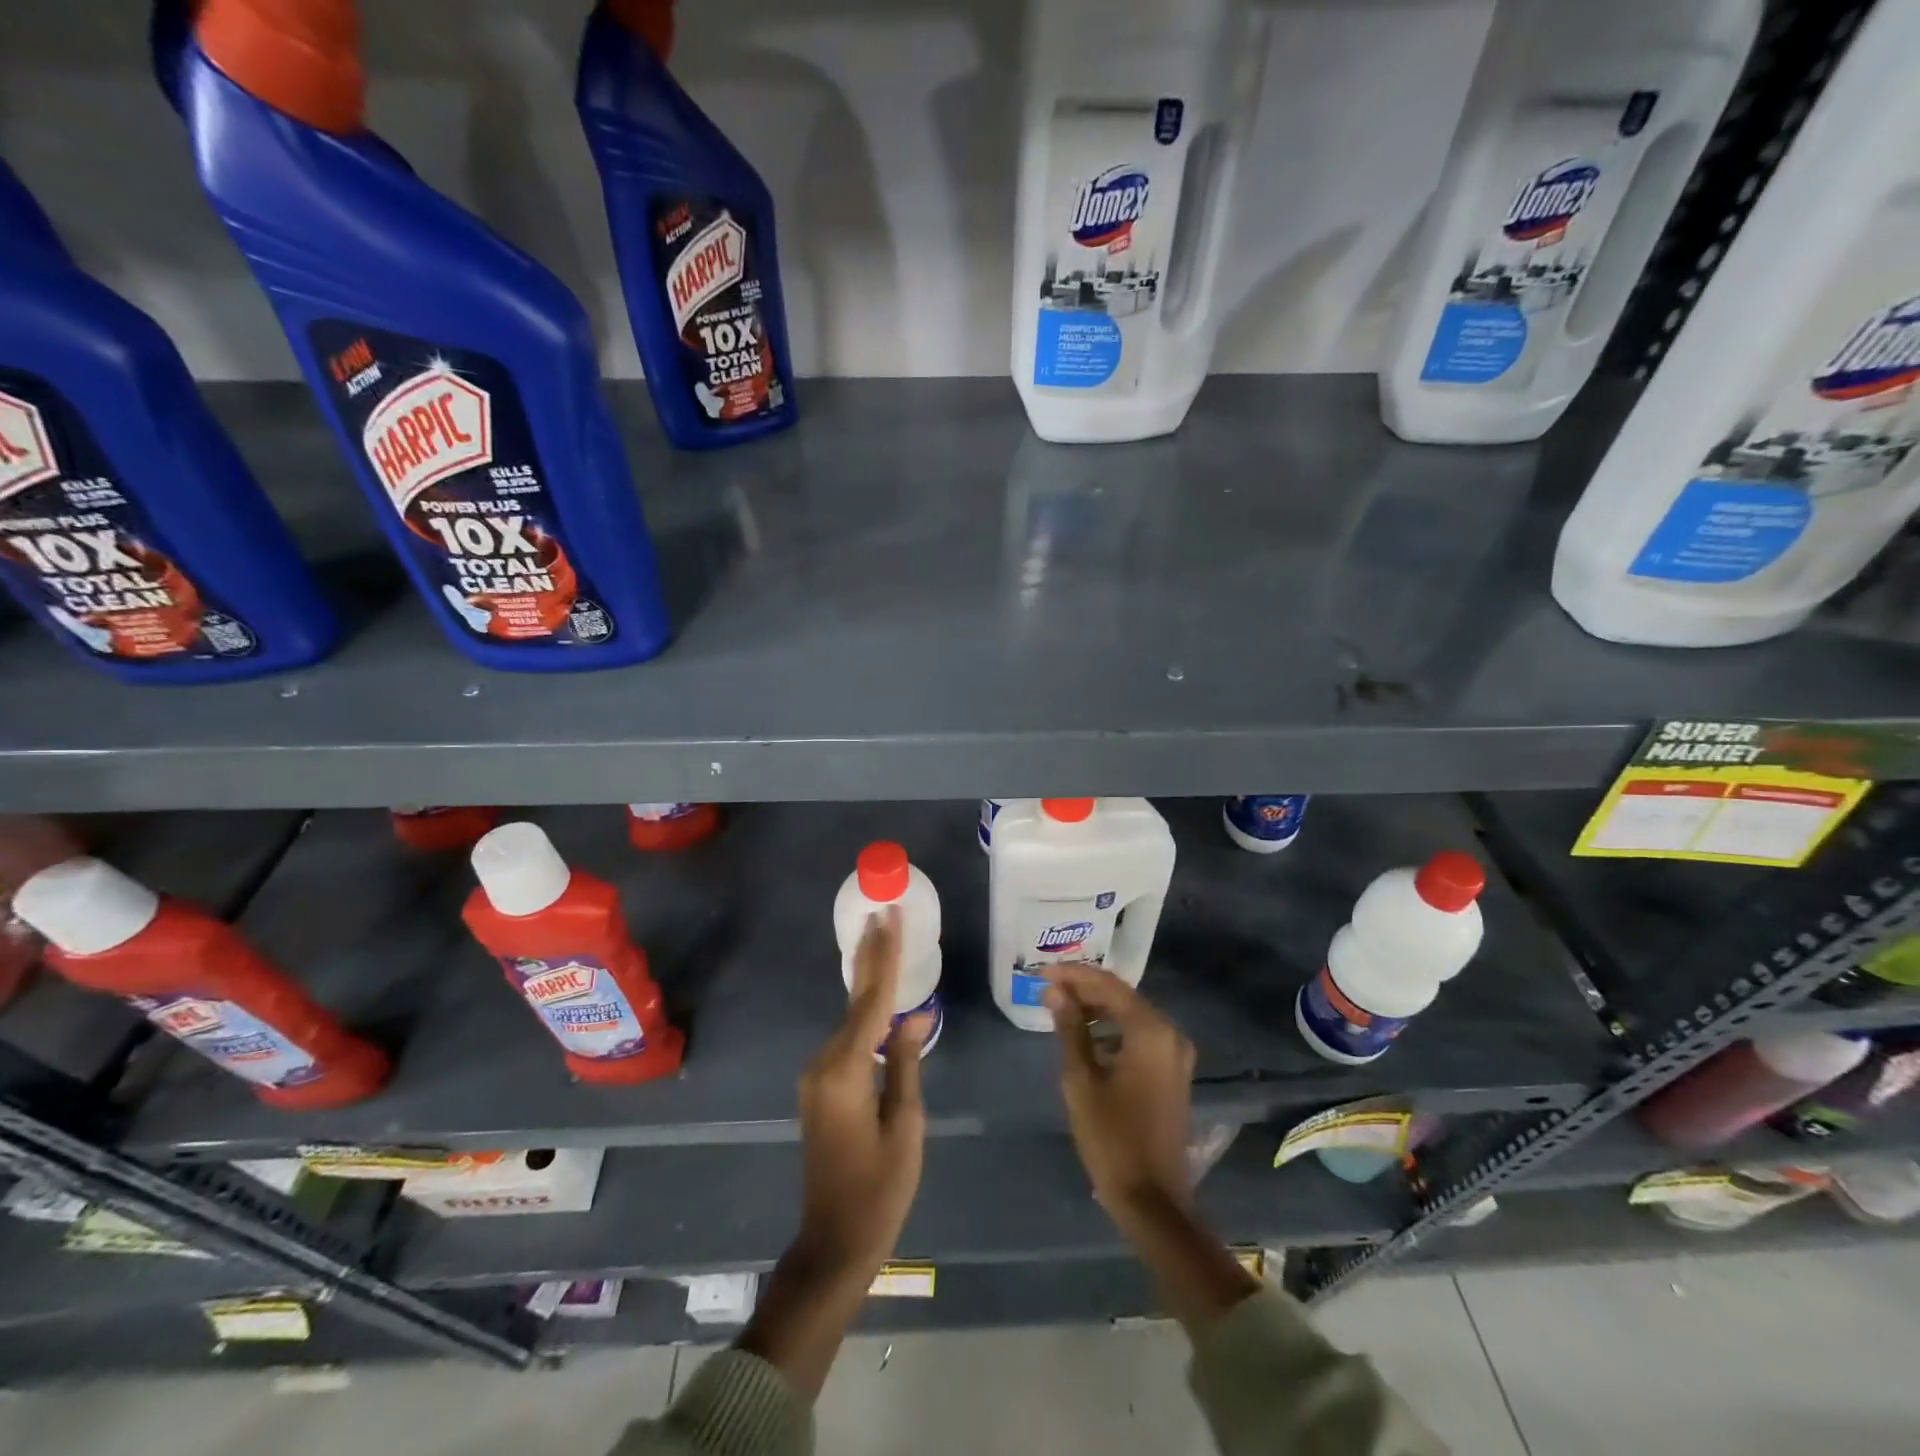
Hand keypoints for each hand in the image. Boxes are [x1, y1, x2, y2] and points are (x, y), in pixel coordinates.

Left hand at [794, 905, 931, 1276]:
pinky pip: (848, 1037)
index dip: (885, 957)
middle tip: (881, 913)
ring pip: (851, 1017)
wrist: (833, 1241)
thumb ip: (906, 1063)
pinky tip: (878, 995)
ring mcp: (817, 1075)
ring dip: (869, 980)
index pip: (872, 1000)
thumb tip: (914, 1016)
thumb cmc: (879, 1189)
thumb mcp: (906, 1125)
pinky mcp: (820, 1086)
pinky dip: (865, 1011)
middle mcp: (824, 1063)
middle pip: (854, 999)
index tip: (889, 918)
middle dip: (870, 955)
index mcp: (847, 1070)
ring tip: (885, 940)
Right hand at [1043, 961, 1194, 1217]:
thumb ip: (1070, 1029)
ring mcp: (1176, 1054)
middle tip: (1047, 990)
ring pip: (1131, 1015)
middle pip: (1122, 997)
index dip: (1073, 975)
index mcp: (1151, 1030)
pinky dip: (1113, 1030)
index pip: (1108, 985)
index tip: (1042, 973)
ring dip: (1097, 1010)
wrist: (1152, 1200)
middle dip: (1084, 990)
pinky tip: (1086, 1036)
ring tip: (1060, 1009)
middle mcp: (1170, 1034)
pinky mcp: (1173, 1073)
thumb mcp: (1081, 1080)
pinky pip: (1140, 1036)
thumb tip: (1055, 991)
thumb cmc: (1112, 1138)